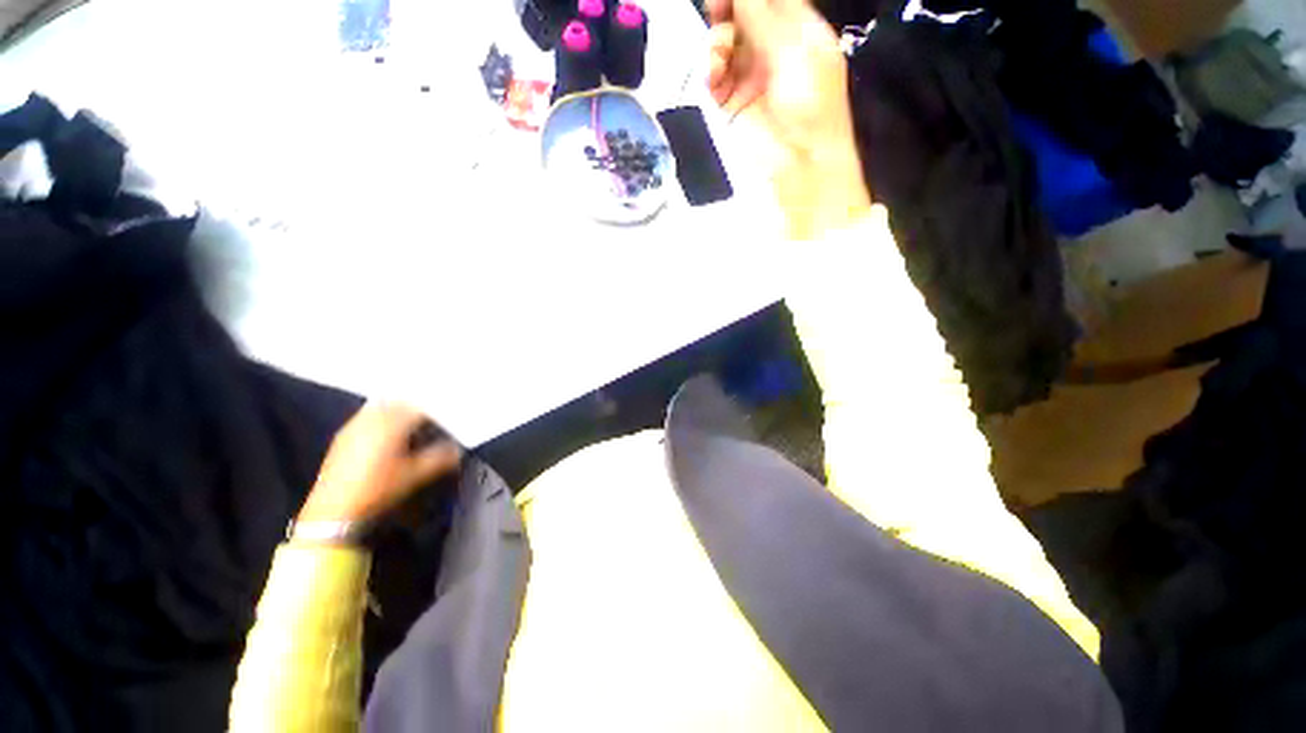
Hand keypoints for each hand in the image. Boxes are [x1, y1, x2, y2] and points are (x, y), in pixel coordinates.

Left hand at [298, 403, 461, 523]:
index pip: (421, 406)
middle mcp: (373, 417)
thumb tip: (458, 448)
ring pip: (383, 405)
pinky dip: (384, 415)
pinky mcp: (345, 434)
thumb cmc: (379, 489)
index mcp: (392, 423)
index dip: (438, 408)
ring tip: (415, 419)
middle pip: (401, 400)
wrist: (334, 510)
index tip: (451, 413)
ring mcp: (355, 424)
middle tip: (435, 413)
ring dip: (400, 408)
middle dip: (419, 404)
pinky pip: (369, 414)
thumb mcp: (416, 475)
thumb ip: (441, 457)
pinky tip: (391, 430)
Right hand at [707, 0, 871, 238]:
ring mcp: (751, 76)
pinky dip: (711, 73)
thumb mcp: (791, 47)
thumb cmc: (809, 100)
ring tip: (719, 57)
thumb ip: (761, 11)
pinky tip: (714, 76)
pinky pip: (715, 77)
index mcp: (797, 29)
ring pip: (725, 44)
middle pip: (741, 15)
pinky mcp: (733, 103)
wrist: (800, 160)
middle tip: (716, 12)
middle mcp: (772, 48)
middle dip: (725, 11)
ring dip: (717, 44)